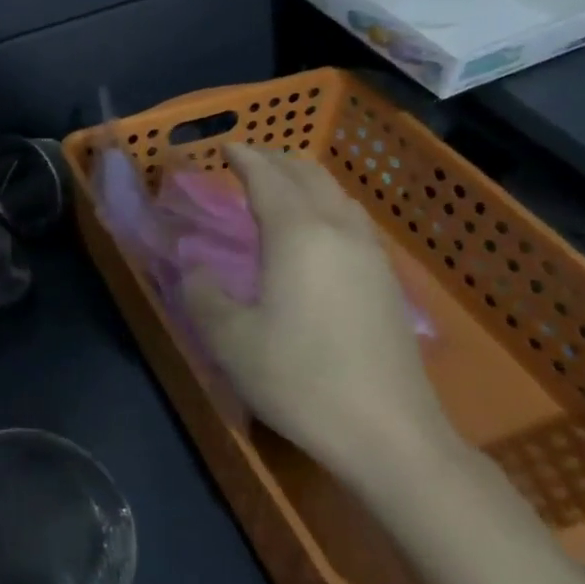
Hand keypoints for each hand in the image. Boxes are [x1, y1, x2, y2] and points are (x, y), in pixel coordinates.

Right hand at [181, 145, 455, 481]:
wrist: (390, 436)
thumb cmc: (299, 379)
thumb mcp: (229, 338)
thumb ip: (201, 292)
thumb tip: (194, 265)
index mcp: (297, 235)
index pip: (268, 178)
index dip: (244, 158)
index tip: (225, 147)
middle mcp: (338, 232)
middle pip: (309, 176)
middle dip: (276, 160)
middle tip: (247, 160)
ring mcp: (370, 257)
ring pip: (337, 196)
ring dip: (305, 181)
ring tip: (279, 187)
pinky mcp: (386, 283)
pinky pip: (352, 221)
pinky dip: (325, 206)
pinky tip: (315, 230)